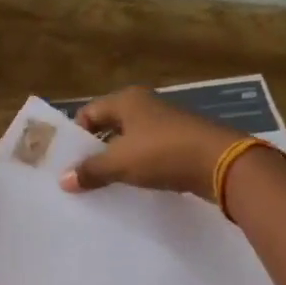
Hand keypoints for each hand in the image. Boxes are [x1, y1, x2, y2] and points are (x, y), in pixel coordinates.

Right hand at [59, 86, 241, 200]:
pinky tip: (136, 184)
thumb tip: (63, 180)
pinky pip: (151, 152)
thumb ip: (90, 171)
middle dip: (95, 149)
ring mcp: (166, 122)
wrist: (222, 163)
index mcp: (126, 100)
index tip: (68, 162)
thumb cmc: (163, 153)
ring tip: (106, 184)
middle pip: (109, 126)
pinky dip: (140, 165)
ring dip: (118, 159)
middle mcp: (145, 105)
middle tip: (81, 175)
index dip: (75, 136)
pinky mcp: (182, 141)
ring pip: (131, 140)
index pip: (88, 113)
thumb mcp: (120, 163)